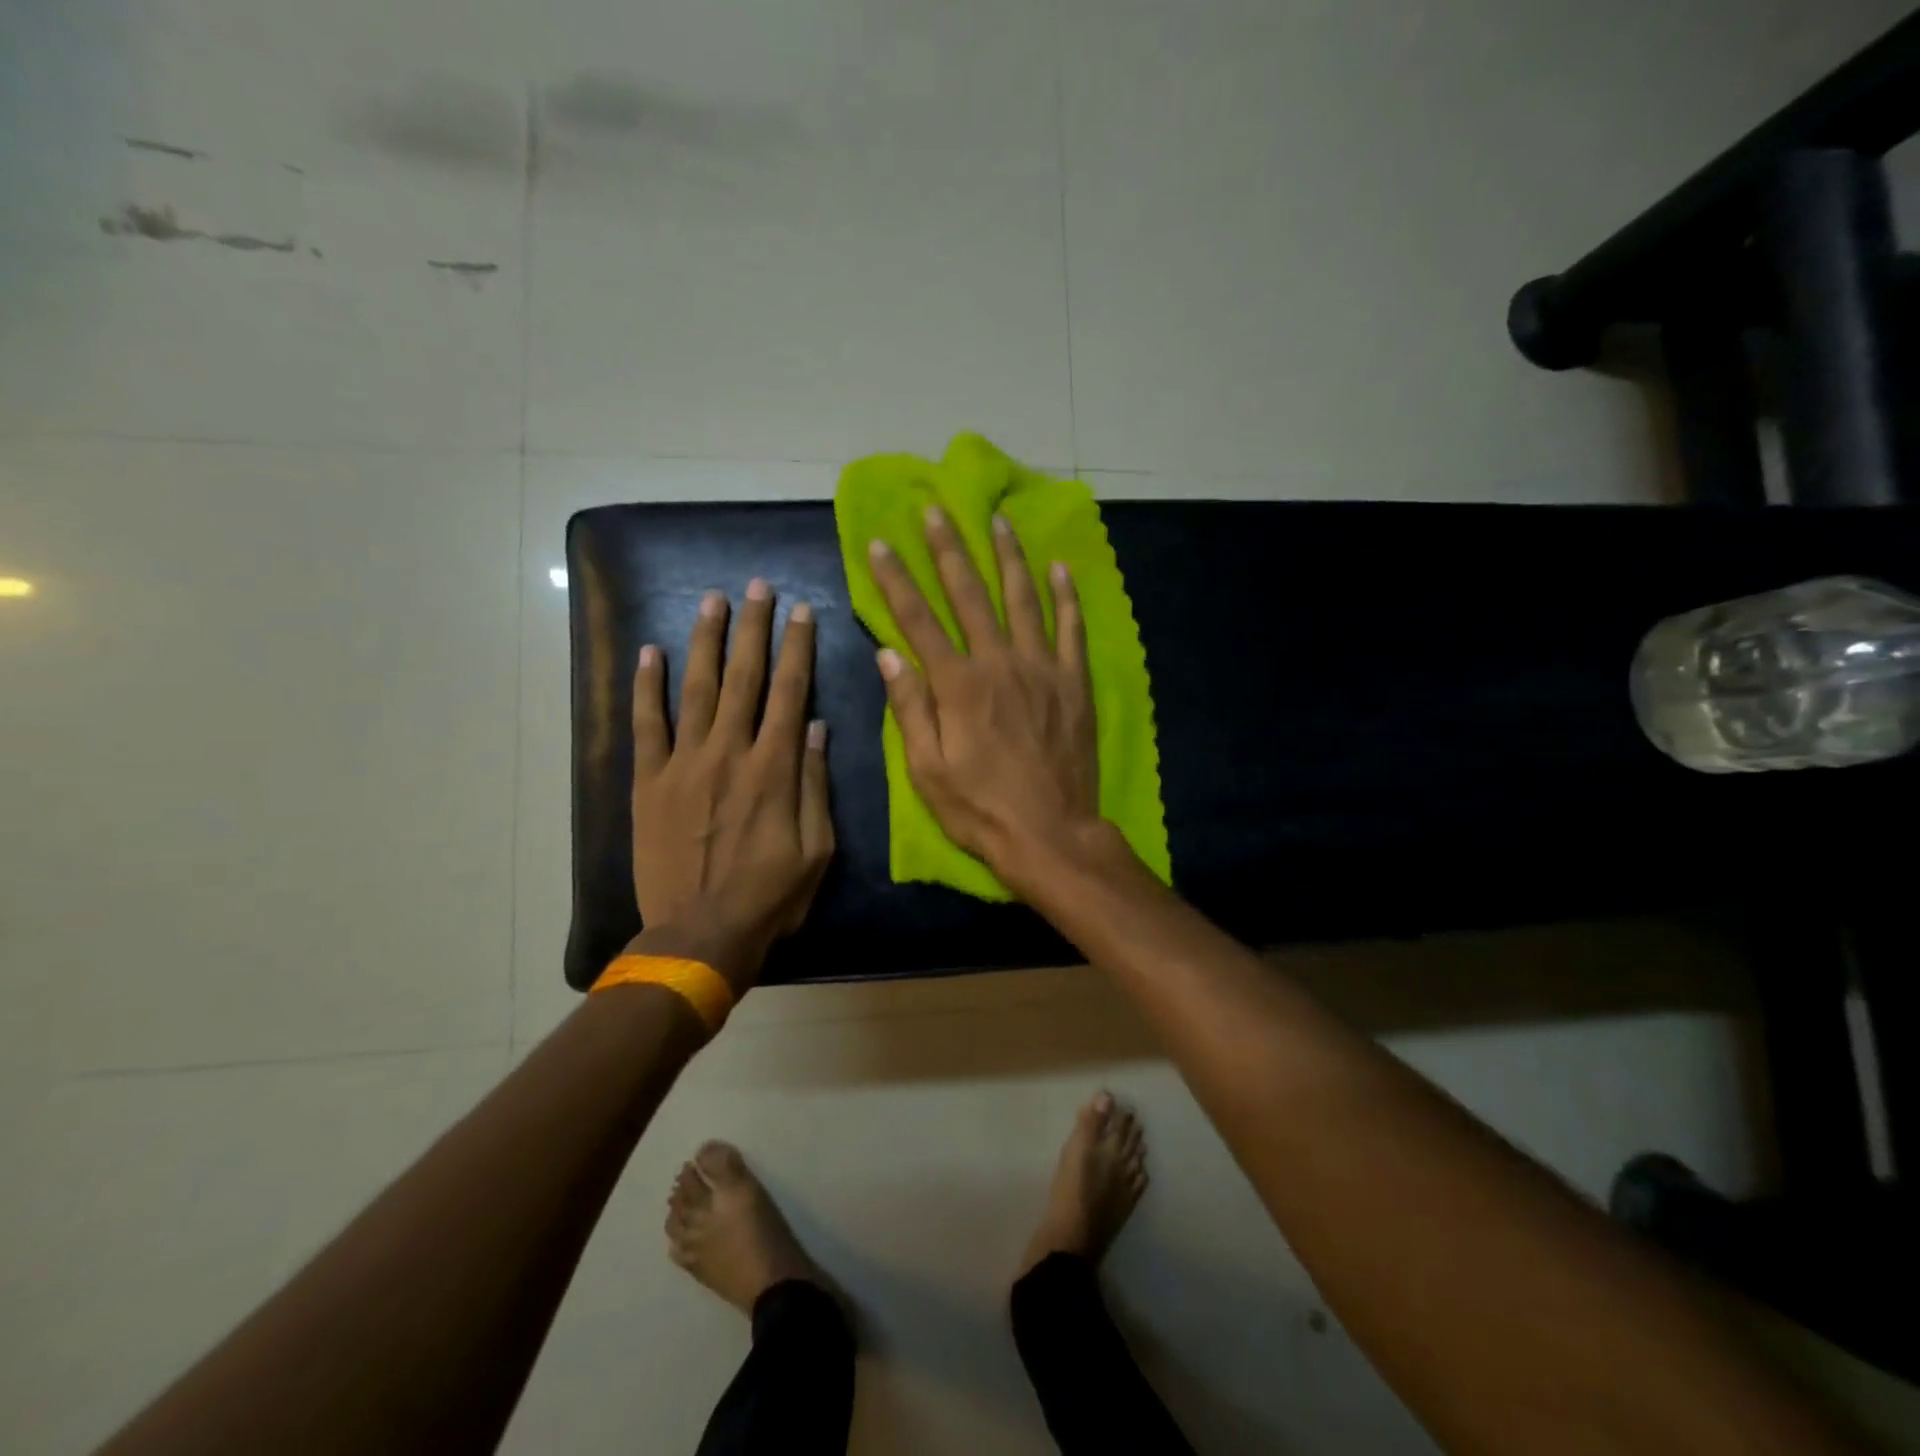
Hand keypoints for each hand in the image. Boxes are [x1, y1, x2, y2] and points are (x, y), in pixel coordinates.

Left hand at [630, 580, 833, 991]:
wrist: (699, 935)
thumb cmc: (770, 897)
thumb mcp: (817, 848)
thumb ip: (814, 784)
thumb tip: (817, 727)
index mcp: (774, 768)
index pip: (790, 693)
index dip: (798, 648)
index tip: (802, 611)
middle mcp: (730, 753)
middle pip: (744, 678)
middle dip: (753, 628)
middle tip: (757, 587)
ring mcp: (684, 764)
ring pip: (697, 689)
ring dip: (705, 641)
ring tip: (712, 601)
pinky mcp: (650, 783)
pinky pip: (646, 726)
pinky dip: (647, 688)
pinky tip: (650, 652)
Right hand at [868, 507, 1107, 894]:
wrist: (1051, 834)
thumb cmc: (980, 809)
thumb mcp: (928, 770)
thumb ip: (910, 707)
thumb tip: (888, 653)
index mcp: (958, 685)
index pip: (917, 620)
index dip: (895, 581)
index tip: (879, 544)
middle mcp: (999, 663)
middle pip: (970, 596)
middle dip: (949, 550)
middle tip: (937, 511)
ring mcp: (1042, 669)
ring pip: (1024, 599)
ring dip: (1009, 558)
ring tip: (999, 522)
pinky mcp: (1074, 683)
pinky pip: (1072, 629)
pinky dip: (1067, 597)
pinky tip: (1061, 568)